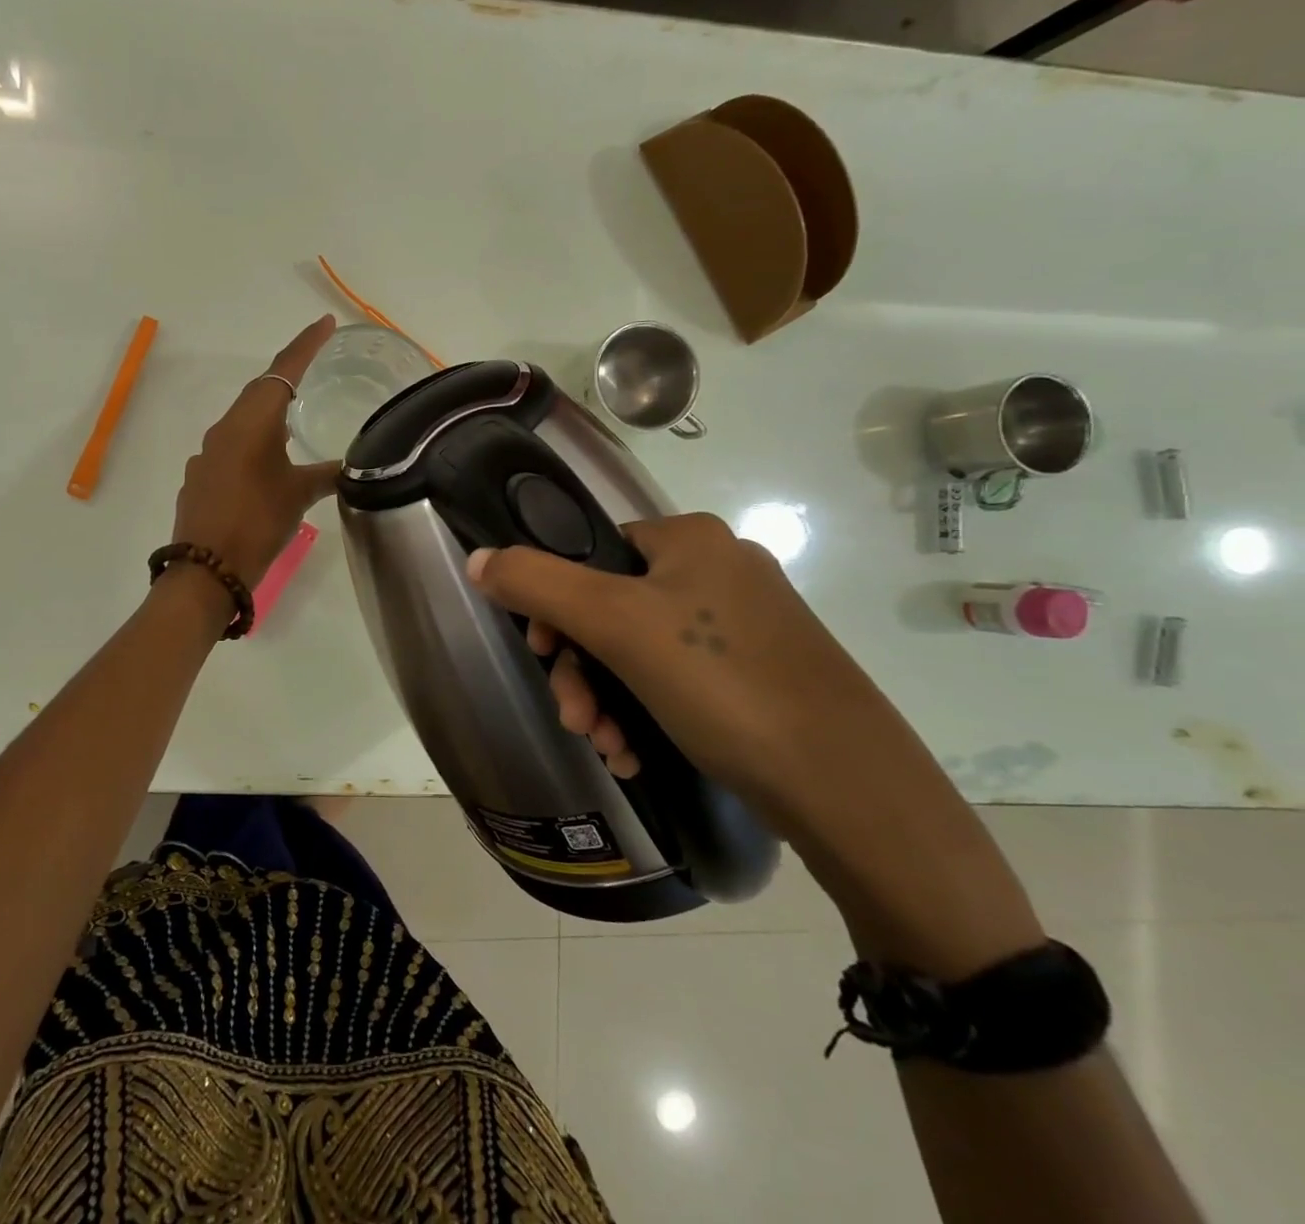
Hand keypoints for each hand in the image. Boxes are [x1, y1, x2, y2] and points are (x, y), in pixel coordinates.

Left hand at [171, 315, 340, 588]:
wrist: (206, 569)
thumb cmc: (257, 523)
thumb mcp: (300, 496)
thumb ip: (328, 474)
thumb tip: (354, 466)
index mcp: (251, 423)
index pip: (282, 372)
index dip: (305, 346)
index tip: (325, 324)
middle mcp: (224, 429)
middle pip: (260, 392)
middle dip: (288, 377)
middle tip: (316, 366)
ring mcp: (208, 454)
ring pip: (243, 421)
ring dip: (269, 414)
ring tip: (296, 419)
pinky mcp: (201, 477)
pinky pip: (231, 447)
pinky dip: (253, 444)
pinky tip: (266, 464)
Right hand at [464, 514, 919, 825]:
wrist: (847, 785)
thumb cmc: (720, 682)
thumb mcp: (615, 625)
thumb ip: (537, 583)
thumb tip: (477, 558)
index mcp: (689, 539)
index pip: (591, 552)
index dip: (554, 604)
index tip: (544, 654)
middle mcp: (719, 569)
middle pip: (612, 608)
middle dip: (582, 669)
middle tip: (575, 720)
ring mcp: (746, 624)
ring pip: (642, 651)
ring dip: (608, 699)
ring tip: (608, 748)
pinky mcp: (761, 673)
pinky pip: (679, 680)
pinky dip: (646, 713)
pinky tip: (637, 755)